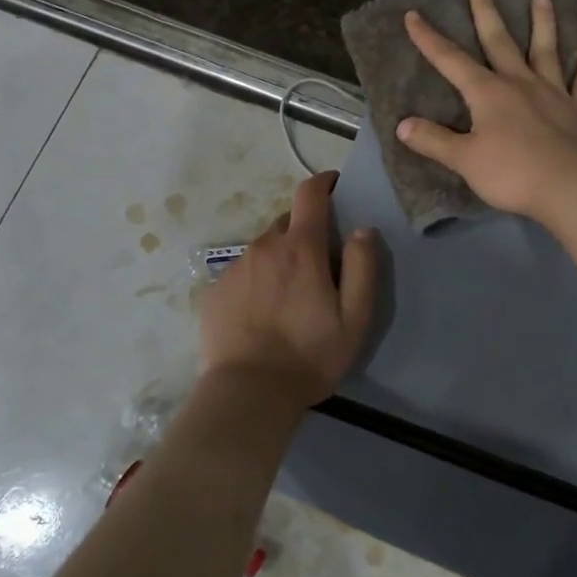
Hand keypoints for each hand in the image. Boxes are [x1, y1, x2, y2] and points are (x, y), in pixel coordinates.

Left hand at [198, 171, 377, 407]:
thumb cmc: (309, 356)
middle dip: (305, 231)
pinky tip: (261, 313)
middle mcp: (265, 246)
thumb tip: (363, 229)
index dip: (323, 182)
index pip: (309, 193)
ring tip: (288, 295)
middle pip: (288, 222)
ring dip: (280, 258)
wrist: (247, 394)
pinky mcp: (214, 290)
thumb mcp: (354, 317)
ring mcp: (235, 267)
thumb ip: (363, 267)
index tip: (334, 186)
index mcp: (300, 247)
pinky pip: (242, 272)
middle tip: (317, 264)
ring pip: (264, 248)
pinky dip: (256, 280)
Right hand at [397, 0, 576, 220]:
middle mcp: (520, 83)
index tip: (414, 14)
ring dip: (543, 23)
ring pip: (546, 51)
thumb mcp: (464, 160)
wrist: (570, 188)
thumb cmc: (512, 173)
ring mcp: (553, 94)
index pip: (451, 60)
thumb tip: (403, 125)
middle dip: (486, 12)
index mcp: (488, 92)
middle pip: (500, 41)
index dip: (429, 38)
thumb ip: (434, 141)